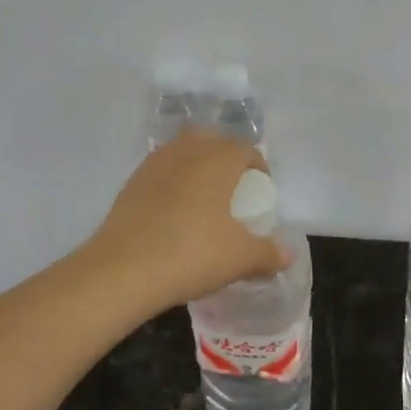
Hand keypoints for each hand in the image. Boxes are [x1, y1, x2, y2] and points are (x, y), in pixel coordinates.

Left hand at [86, 130, 288, 311]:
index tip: (260, 192)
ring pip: (181, 152)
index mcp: (218, 159)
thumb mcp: (240, 259)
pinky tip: (173, 214)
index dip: (258, 167)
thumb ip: (268, 254)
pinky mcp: (130, 184)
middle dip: (224, 156)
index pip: (245, 149)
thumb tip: (287, 255)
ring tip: (202, 200)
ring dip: (195, 166)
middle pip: (211, 139)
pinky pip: (159, 172)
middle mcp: (186, 151)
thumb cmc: (193, 254)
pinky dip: (171, 183)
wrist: (123, 269)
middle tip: (231, 188)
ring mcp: (153, 164)